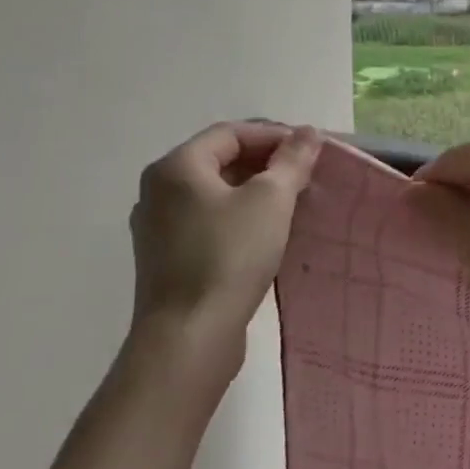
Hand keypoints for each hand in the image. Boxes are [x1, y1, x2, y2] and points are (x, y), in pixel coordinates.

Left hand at [125, 121, 321, 400]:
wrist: (190, 335)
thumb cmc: (230, 256)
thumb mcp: (271, 200)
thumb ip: (291, 161)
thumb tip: (308, 133)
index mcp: (176, 167)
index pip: (230, 133)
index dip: (274, 135)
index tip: (311, 151)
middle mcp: (158, 190)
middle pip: (220, 160)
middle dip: (266, 163)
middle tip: (306, 176)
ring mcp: (158, 227)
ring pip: (215, 193)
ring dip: (255, 191)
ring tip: (293, 203)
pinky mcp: (167, 258)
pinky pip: (208, 221)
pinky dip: (238, 217)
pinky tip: (266, 234)